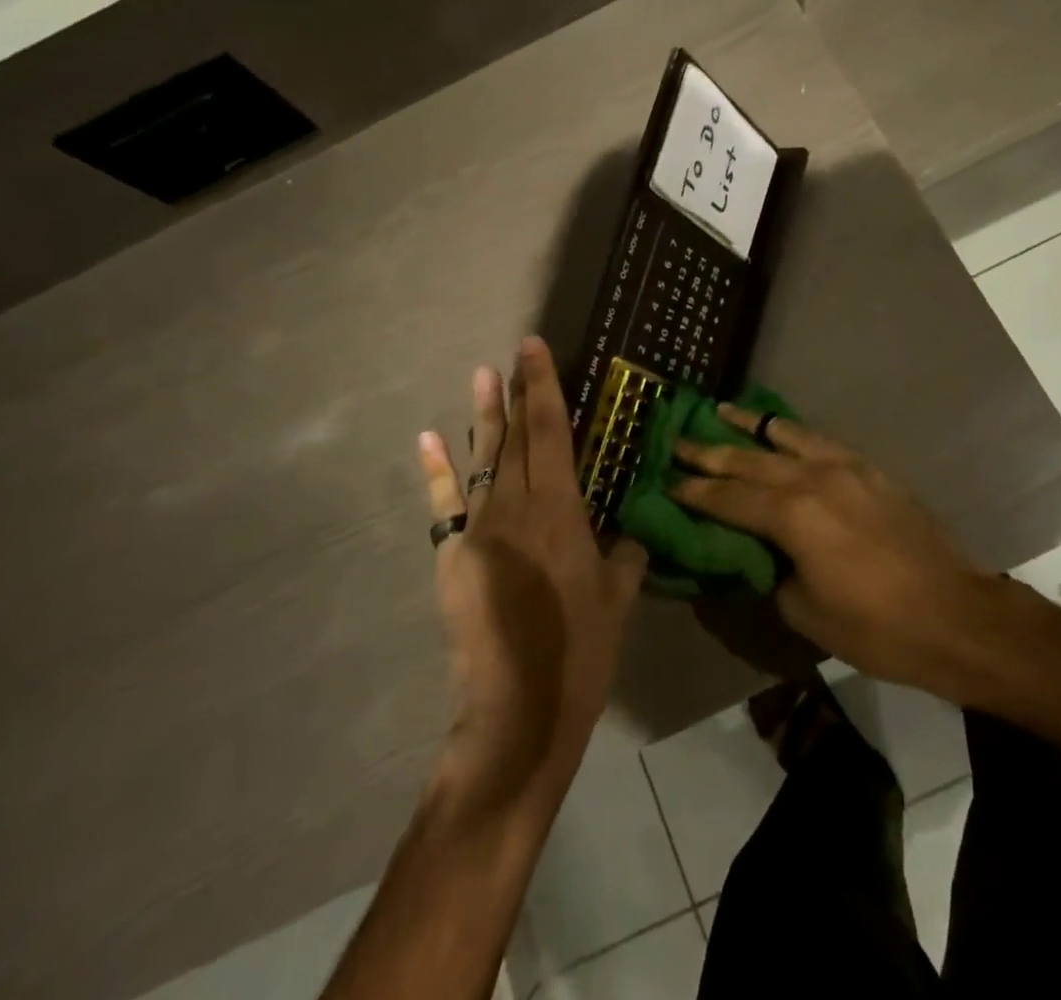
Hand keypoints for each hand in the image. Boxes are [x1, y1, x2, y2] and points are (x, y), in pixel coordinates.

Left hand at [418, 338, 647, 803]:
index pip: (551, 432)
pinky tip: (430, 437)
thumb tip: (630, 535)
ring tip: (481, 374)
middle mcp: (515, 508)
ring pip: (482, 460)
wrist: (517, 713)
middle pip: (515, 438)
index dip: (543, 386)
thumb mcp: (619, 599)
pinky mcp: (451, 557)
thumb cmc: (581, 653)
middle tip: (514, 353)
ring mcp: (477, 530)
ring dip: (482, 417)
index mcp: (560, 511)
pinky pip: (444, 504)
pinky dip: (437, 469)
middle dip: (516, 393)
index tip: (534, 347)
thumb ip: (626, 556)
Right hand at [671, 408, 1008, 692]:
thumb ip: (772, 573)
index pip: (729, 498)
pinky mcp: (869, 469)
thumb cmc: (877, 627)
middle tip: (677, 439)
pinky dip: (792, 432)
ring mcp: (845, 468)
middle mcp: (813, 479)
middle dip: (710, 452)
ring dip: (750, 425)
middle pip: (749, 460)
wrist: (955, 614)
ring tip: (721, 410)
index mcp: (793, 516)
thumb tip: (759, 554)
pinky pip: (820, 440)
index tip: (665, 480)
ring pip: (785, 437)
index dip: (694, 491)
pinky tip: (780, 430)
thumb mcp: (806, 612)